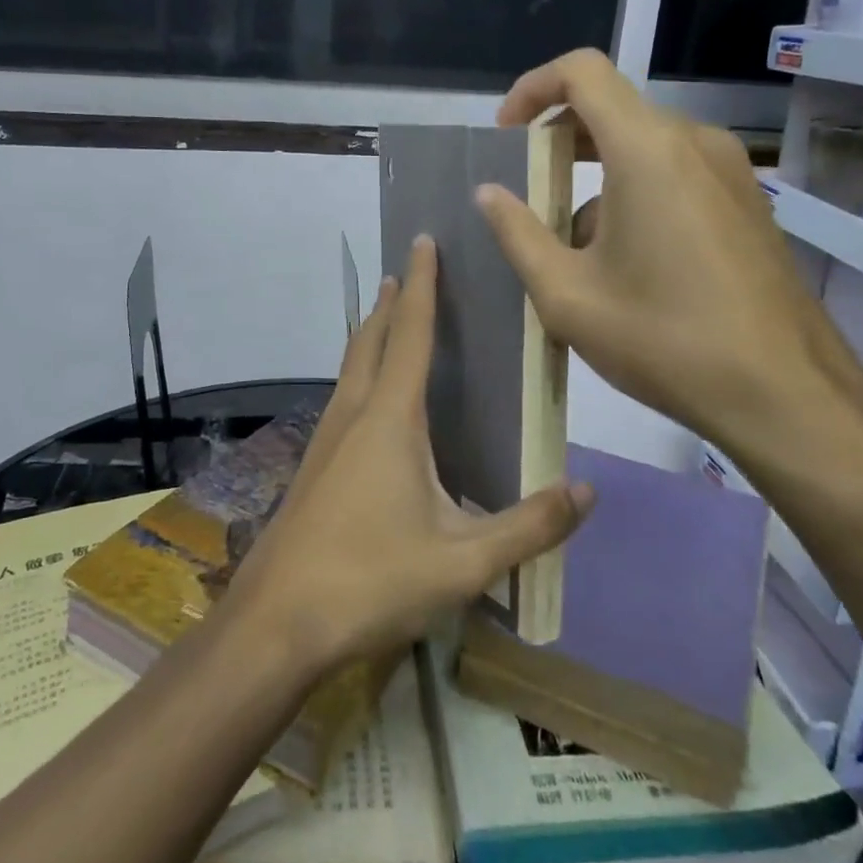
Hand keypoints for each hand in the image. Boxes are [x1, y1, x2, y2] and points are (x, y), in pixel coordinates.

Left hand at [226, 236, 593, 672]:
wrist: (277, 621)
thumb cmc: (371, 581)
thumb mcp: (463, 561)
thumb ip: (528, 527)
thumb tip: (586, 491)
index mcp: (390, 419)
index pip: (410, 333)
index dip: (421, 284)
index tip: (423, 241)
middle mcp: (353, 414)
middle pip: (371, 340)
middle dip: (390, 302)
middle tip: (407, 271)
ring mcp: (326, 440)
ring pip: (351, 368)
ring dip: (371, 335)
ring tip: (388, 320)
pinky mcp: (314, 467)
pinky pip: (343, 398)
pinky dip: (362, 374)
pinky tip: (373, 405)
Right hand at [475, 49, 862, 474]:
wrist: (784, 393)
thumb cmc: (664, 340)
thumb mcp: (567, 295)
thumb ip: (518, 234)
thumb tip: (489, 195)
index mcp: (647, 149)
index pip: (582, 71)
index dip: (533, 89)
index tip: (507, 136)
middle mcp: (694, 143)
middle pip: (612, 110)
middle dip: (560, 146)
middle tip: (529, 198)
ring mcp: (730, 171)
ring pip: (643, 148)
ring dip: (596, 180)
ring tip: (575, 252)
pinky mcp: (748, 203)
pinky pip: (676, 174)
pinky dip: (635, 195)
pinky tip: (627, 264)